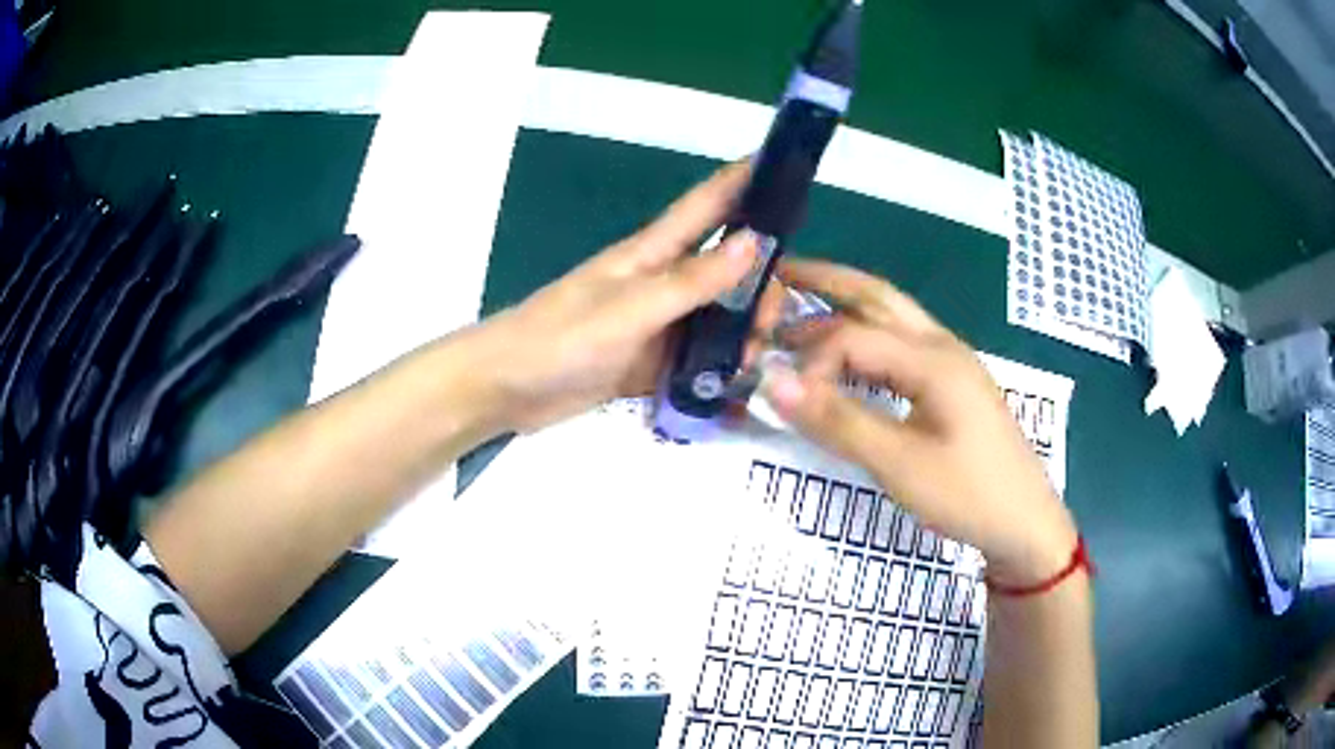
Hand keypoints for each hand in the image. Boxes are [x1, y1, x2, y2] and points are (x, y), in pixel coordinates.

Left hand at [474, 163, 782, 432]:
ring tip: (753, 362)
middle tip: (775, 318)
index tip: (783, 163)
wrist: (506, 388)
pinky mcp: (649, 363)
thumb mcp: (630, 309)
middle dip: (760, 283)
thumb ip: (691, 281)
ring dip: (743, 334)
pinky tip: (739, 384)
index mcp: (652, 255)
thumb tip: (755, 242)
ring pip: (717, 318)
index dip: (742, 180)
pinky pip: (698, 360)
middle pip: (725, 270)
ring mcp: (656, 325)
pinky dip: (720, 369)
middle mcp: (661, 284)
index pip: (706, 205)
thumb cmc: (558, 338)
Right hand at [762, 259, 1077, 585]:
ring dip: (847, 306)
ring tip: (803, 308)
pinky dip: (867, 338)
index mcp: (932, 359)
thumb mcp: (900, 464)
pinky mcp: (953, 384)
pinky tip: (851, 356)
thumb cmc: (967, 494)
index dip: (810, 361)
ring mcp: (952, 363)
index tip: (783, 396)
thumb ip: (838, 421)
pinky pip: (902, 344)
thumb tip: (773, 383)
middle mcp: (942, 346)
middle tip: (779, 276)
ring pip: (892, 317)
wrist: (1025, 522)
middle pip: (877, 296)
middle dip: (827, 281)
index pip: (853, 337)